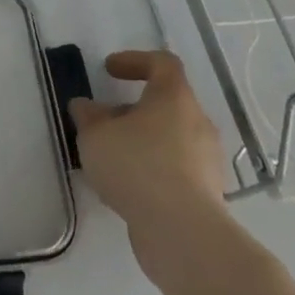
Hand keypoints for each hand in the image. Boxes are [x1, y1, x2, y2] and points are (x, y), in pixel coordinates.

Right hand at [69, 50, 224, 246]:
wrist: (183, 234)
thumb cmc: (137, 166)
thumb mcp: (95, 135)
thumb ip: (88, 116)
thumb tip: (86, 107)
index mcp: (174, 98)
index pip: (162, 63)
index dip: (135, 60)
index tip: (109, 70)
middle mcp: (197, 123)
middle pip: (166, 104)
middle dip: (133, 109)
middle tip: (105, 121)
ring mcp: (206, 161)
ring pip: (171, 139)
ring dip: (143, 142)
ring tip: (112, 159)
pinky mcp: (208, 196)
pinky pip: (177, 170)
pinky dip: (153, 171)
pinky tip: (128, 187)